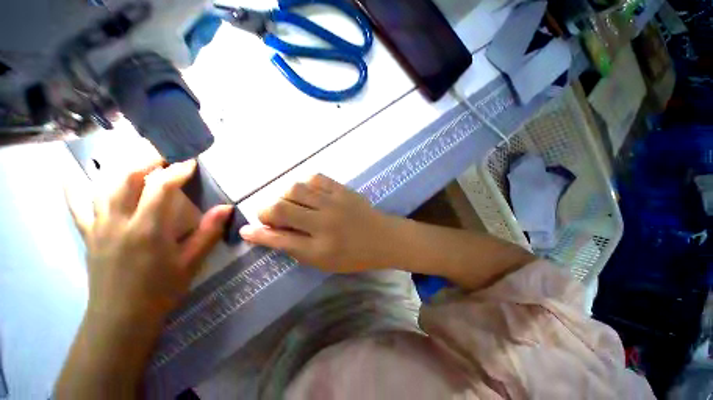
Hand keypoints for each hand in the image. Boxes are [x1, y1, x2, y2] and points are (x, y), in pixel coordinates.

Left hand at [65, 159, 232, 325]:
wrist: (121, 317)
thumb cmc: (161, 290)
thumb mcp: (191, 263)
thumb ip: (208, 233)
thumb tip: (227, 208)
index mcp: (147, 230)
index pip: (160, 188)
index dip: (177, 171)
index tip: (190, 162)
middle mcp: (118, 221)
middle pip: (125, 177)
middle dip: (146, 159)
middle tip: (165, 153)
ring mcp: (98, 226)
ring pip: (103, 185)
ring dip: (121, 166)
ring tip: (138, 159)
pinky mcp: (89, 234)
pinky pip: (77, 205)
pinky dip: (74, 186)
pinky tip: (71, 173)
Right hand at [239, 174, 395, 272]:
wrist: (383, 238)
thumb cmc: (353, 255)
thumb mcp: (322, 261)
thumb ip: (293, 247)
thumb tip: (264, 234)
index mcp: (319, 247)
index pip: (279, 238)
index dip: (258, 233)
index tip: (247, 230)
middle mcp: (324, 222)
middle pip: (282, 207)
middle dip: (267, 210)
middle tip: (272, 216)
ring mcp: (334, 201)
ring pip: (295, 188)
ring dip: (284, 196)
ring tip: (291, 203)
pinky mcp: (343, 189)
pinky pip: (316, 178)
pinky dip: (304, 184)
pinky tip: (306, 192)